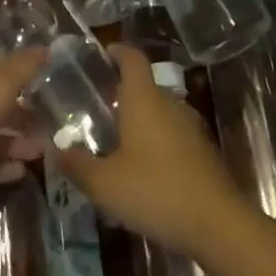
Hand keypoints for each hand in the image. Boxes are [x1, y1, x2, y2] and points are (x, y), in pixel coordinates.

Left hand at [0, 48, 44, 220]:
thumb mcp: (0, 83)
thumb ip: (24, 67)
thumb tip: (46, 47)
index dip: (22, 81)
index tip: (48, 94)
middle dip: (23, 117)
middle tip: (52, 129)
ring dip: (16, 144)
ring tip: (43, 153)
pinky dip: (1, 167)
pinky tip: (22, 172)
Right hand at [58, 44, 246, 258]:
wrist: (218, 224)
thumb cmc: (156, 191)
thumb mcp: (105, 185)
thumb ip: (78, 166)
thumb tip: (56, 150)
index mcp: (144, 99)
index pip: (132, 58)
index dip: (117, 51)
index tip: (101, 55)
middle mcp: (169, 103)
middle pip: (144, 86)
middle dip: (120, 93)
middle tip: (95, 110)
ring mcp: (190, 126)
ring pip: (158, 112)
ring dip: (138, 120)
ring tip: (115, 142)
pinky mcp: (202, 151)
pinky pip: (172, 134)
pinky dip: (155, 142)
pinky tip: (142, 170)